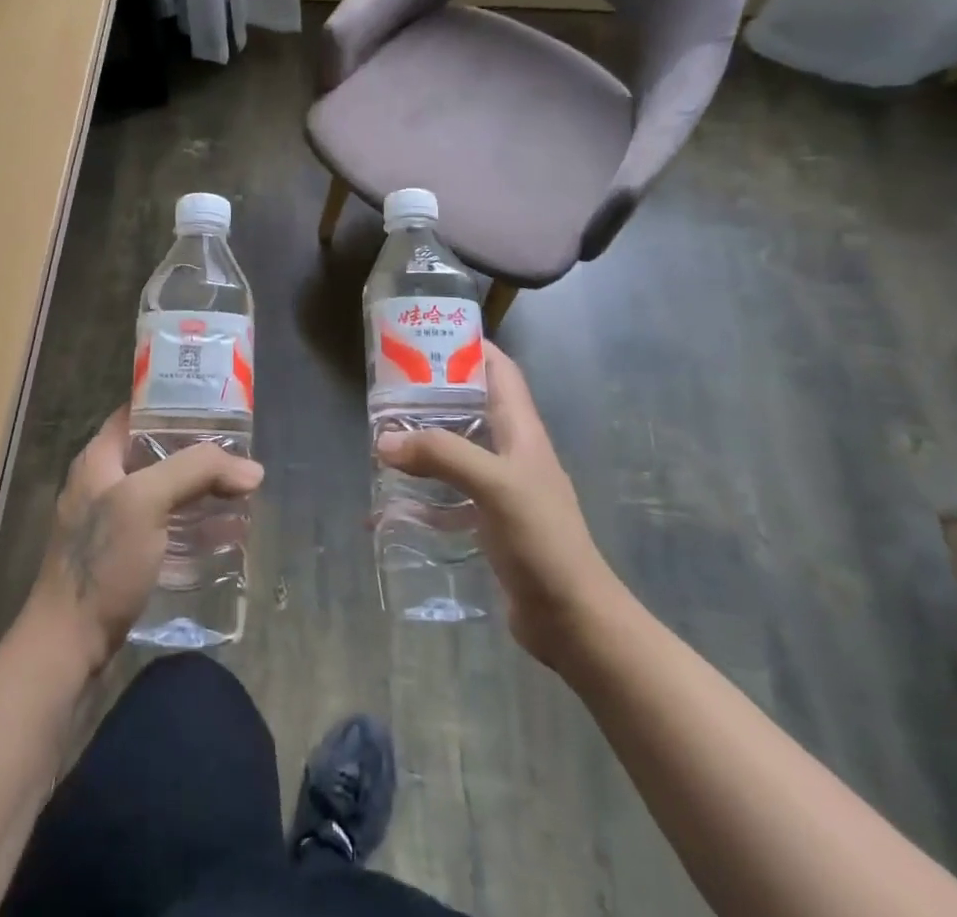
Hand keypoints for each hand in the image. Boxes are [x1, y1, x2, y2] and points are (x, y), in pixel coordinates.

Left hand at [24, 405, 263, 674]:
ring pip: (164, 489)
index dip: (175, 402)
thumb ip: (197, 471)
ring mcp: (111, 520)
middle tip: (239, 451)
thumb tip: (252, 469)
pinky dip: (192, 521)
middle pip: (157, 451)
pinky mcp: (123, 554)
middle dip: (198, 450)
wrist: (67, 646)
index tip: (217, 403)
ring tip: (240, 488)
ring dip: (199, 488)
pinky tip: (223, 530)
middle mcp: (103, 481)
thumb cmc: (102, 561)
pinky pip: (164, 524)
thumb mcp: (147, 501)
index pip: (139, 411)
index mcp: (99, 457)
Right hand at [375, 343, 622, 670]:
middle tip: (388, 389)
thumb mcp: (495, 485)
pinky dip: (422, 495)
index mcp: (521, 430)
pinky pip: (449, 496)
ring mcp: (501, 489)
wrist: (573, 619)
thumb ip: (442, 455)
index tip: (427, 337)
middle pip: (471, 407)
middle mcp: (511, 452)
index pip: (500, 371)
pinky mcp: (490, 523)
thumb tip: (384, 440)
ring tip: (383, 436)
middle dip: (433, 394)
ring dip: (424, 442)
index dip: (470, 347)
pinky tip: (389, 505)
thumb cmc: (542, 539)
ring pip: (457, 450)